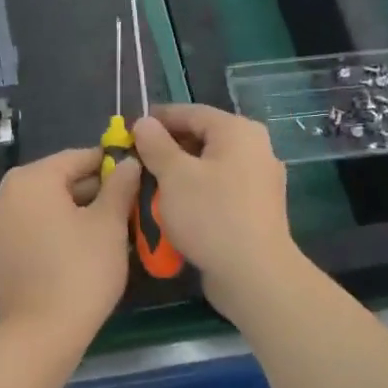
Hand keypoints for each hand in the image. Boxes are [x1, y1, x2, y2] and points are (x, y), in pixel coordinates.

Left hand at [0, 148, 143, 337]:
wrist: (40, 333)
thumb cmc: (80, 270)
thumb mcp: (109, 224)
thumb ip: (119, 186)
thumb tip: (127, 163)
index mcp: (29, 178)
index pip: (77, 158)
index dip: (110, 165)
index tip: (136, 175)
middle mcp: (4, 192)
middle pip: (58, 180)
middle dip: (93, 190)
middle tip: (128, 206)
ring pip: (45, 204)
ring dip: (76, 210)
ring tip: (112, 227)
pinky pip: (31, 225)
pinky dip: (55, 227)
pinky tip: (83, 244)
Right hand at [132, 104, 308, 318]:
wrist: (254, 275)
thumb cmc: (210, 215)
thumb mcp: (174, 175)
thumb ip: (156, 144)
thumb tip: (144, 122)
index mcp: (238, 131)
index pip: (191, 112)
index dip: (157, 119)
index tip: (128, 131)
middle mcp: (254, 148)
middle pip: (202, 138)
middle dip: (166, 149)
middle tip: (135, 162)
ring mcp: (258, 180)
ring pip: (208, 166)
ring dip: (178, 174)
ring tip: (148, 187)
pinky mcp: (256, 209)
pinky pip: (219, 190)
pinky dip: (195, 193)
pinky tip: (173, 209)